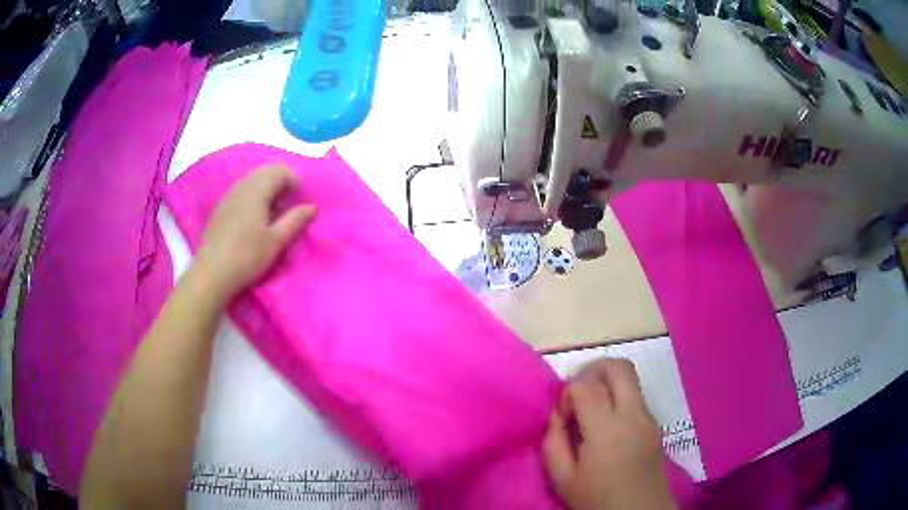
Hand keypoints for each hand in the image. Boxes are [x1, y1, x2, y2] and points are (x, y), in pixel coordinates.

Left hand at [194, 163, 315, 299]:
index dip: (295, 183)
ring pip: (254, 181)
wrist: (211, 274)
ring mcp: (229, 195)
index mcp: (257, 189)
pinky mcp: (221, 207)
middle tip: (289, 209)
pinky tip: (254, 222)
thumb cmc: (247, 257)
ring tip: (273, 217)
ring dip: (268, 191)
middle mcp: (242, 185)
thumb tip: (312, 206)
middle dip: (282, 185)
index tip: (300, 205)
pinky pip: (243, 191)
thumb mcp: (276, 241)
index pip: (281, 170)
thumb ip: (296, 220)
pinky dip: (254, 198)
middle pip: (267, 171)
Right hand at [543, 358, 674, 509]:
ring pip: (629, 378)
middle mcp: (633, 414)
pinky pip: (636, 397)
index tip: (562, 418)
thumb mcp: (562, 479)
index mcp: (607, 430)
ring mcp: (649, 417)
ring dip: (606, 384)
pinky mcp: (655, 424)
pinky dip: (618, 398)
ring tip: (591, 410)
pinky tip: (607, 426)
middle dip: (592, 371)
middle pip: (617, 367)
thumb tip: (558, 415)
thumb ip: (553, 442)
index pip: (586, 386)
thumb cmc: (598, 499)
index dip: (568, 394)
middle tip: (576, 394)